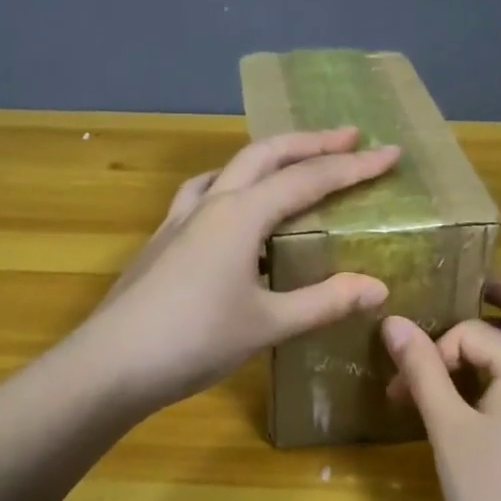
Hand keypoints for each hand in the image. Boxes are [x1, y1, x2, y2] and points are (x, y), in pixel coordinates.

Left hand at [82, 127, 400, 412]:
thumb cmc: (195, 341)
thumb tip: (378, 286)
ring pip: (228, 168)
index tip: (390, 153)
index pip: (308, 179)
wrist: (110, 364)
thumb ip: (324, 302)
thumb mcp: (268, 324)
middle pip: (265, 154)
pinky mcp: (162, 241)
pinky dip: (229, 186)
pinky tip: (230, 210)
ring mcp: (179, 220)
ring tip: (290, 164)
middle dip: (310, 142)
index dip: (353, 166)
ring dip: (266, 158)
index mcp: (241, 215)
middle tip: (348, 137)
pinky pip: (203, 195)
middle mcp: (211, 204)